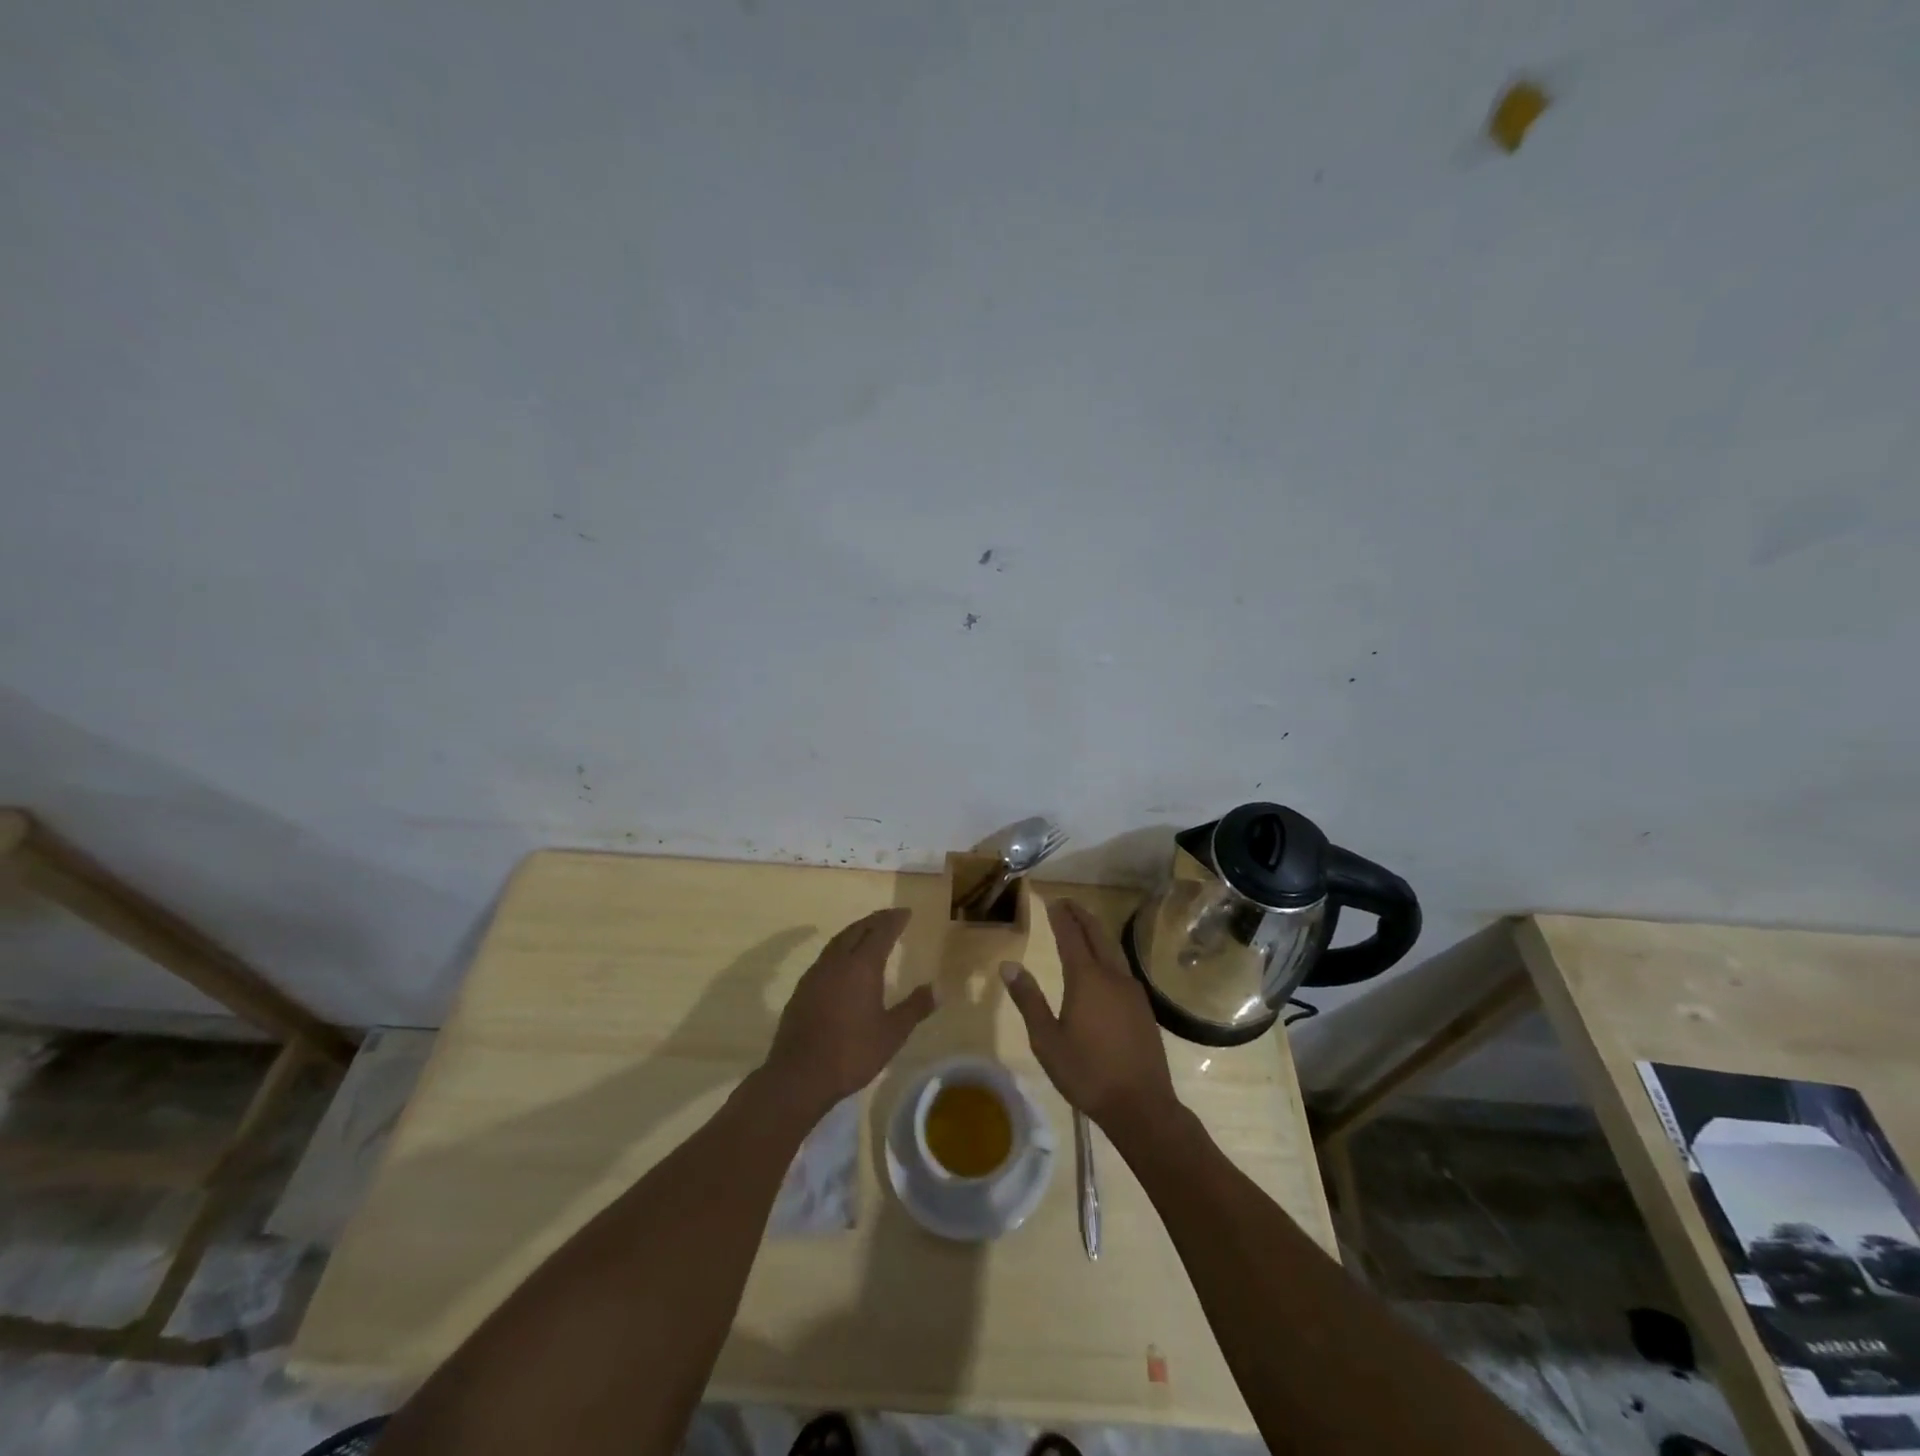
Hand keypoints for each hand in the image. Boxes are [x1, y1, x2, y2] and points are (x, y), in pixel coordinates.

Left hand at [763, 908, 933, 1117]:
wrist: (799, 1075)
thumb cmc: (851, 1053)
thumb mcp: (892, 1033)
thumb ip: (915, 1008)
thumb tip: (938, 988)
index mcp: (862, 966)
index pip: (881, 932)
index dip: (894, 920)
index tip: (906, 912)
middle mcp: (837, 962)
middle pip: (857, 930)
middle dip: (875, 920)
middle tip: (890, 916)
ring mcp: (816, 974)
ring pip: (838, 941)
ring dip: (856, 931)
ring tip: (869, 932)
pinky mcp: (802, 989)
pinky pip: (826, 956)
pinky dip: (841, 948)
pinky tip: (844, 962)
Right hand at [1001, 898, 1179, 1144]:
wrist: (1141, 1105)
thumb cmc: (1087, 1073)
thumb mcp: (1047, 1040)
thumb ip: (1028, 1000)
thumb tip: (1008, 966)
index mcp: (1086, 979)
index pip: (1071, 937)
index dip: (1061, 917)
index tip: (1053, 901)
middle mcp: (1112, 976)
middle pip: (1097, 935)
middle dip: (1082, 916)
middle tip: (1068, 903)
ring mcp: (1132, 991)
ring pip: (1113, 950)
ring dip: (1097, 932)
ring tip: (1084, 925)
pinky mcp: (1143, 1007)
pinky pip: (1122, 967)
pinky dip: (1109, 953)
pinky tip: (1105, 964)